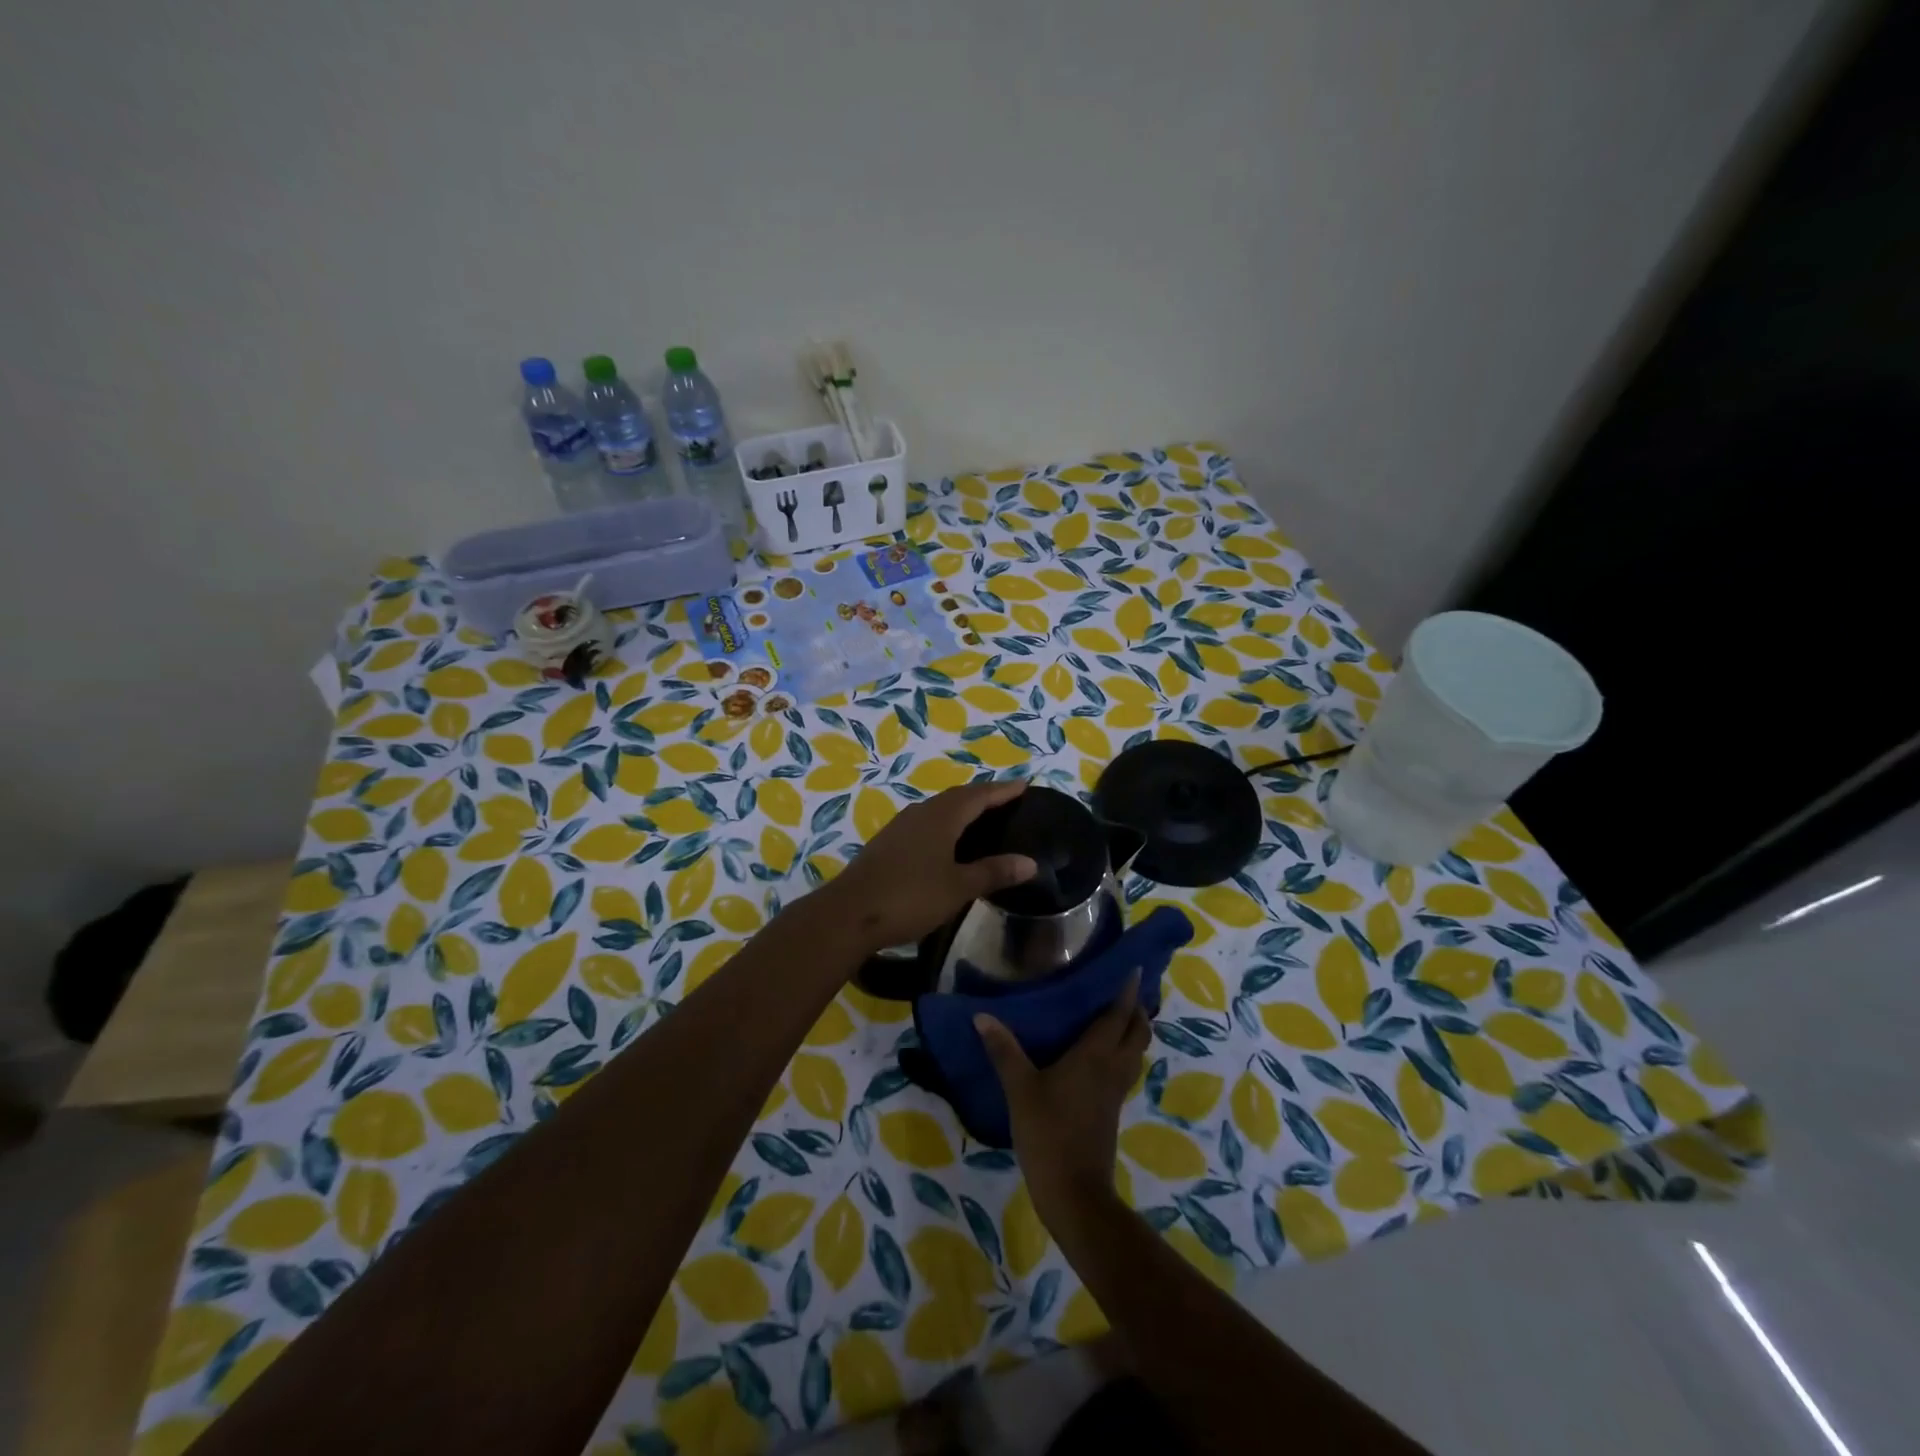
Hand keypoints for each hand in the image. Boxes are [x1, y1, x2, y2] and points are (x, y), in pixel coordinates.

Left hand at [823, 778, 1037, 954]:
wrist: (849, 914)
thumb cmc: (910, 897)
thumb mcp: (958, 887)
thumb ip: (993, 872)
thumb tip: (1030, 862)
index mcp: (941, 817)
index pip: (978, 795)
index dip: (1002, 790)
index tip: (1024, 785)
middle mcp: (920, 813)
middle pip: (957, 797)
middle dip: (983, 796)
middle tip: (1007, 800)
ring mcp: (900, 827)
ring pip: (938, 809)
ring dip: (961, 809)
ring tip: (981, 819)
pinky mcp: (887, 843)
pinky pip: (924, 823)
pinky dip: (944, 825)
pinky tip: (947, 842)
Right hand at [975, 974, 1149, 1231]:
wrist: (1074, 1193)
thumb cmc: (1049, 1133)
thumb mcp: (1020, 1089)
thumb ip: (1004, 1050)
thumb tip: (982, 1016)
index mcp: (1096, 1055)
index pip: (1119, 1014)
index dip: (1127, 990)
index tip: (1132, 966)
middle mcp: (1113, 1067)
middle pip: (1138, 1031)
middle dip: (1137, 1008)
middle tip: (1124, 987)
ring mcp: (1115, 1091)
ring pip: (1136, 1051)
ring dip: (1133, 1030)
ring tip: (1118, 1014)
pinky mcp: (1112, 1109)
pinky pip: (1126, 1068)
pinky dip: (1123, 1051)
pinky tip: (1102, 1053)